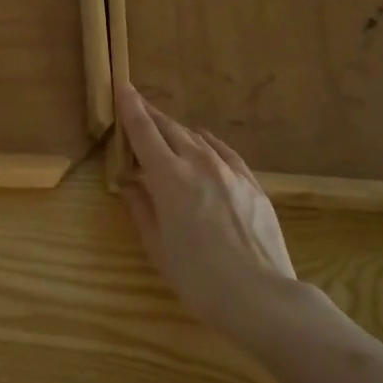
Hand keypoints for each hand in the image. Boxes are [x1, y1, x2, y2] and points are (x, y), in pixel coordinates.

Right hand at [118, 83, 300, 343]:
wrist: (261, 296)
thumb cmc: (198, 277)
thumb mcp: (157, 246)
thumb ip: (141, 208)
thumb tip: (130, 184)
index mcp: (169, 177)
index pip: (144, 131)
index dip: (130, 107)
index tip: (121, 85)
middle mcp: (199, 163)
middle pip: (170, 128)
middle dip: (151, 115)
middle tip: (136, 106)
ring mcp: (231, 172)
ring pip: (197, 138)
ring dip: (177, 130)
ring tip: (166, 130)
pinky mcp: (253, 184)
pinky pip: (224, 152)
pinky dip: (206, 144)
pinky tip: (203, 146)